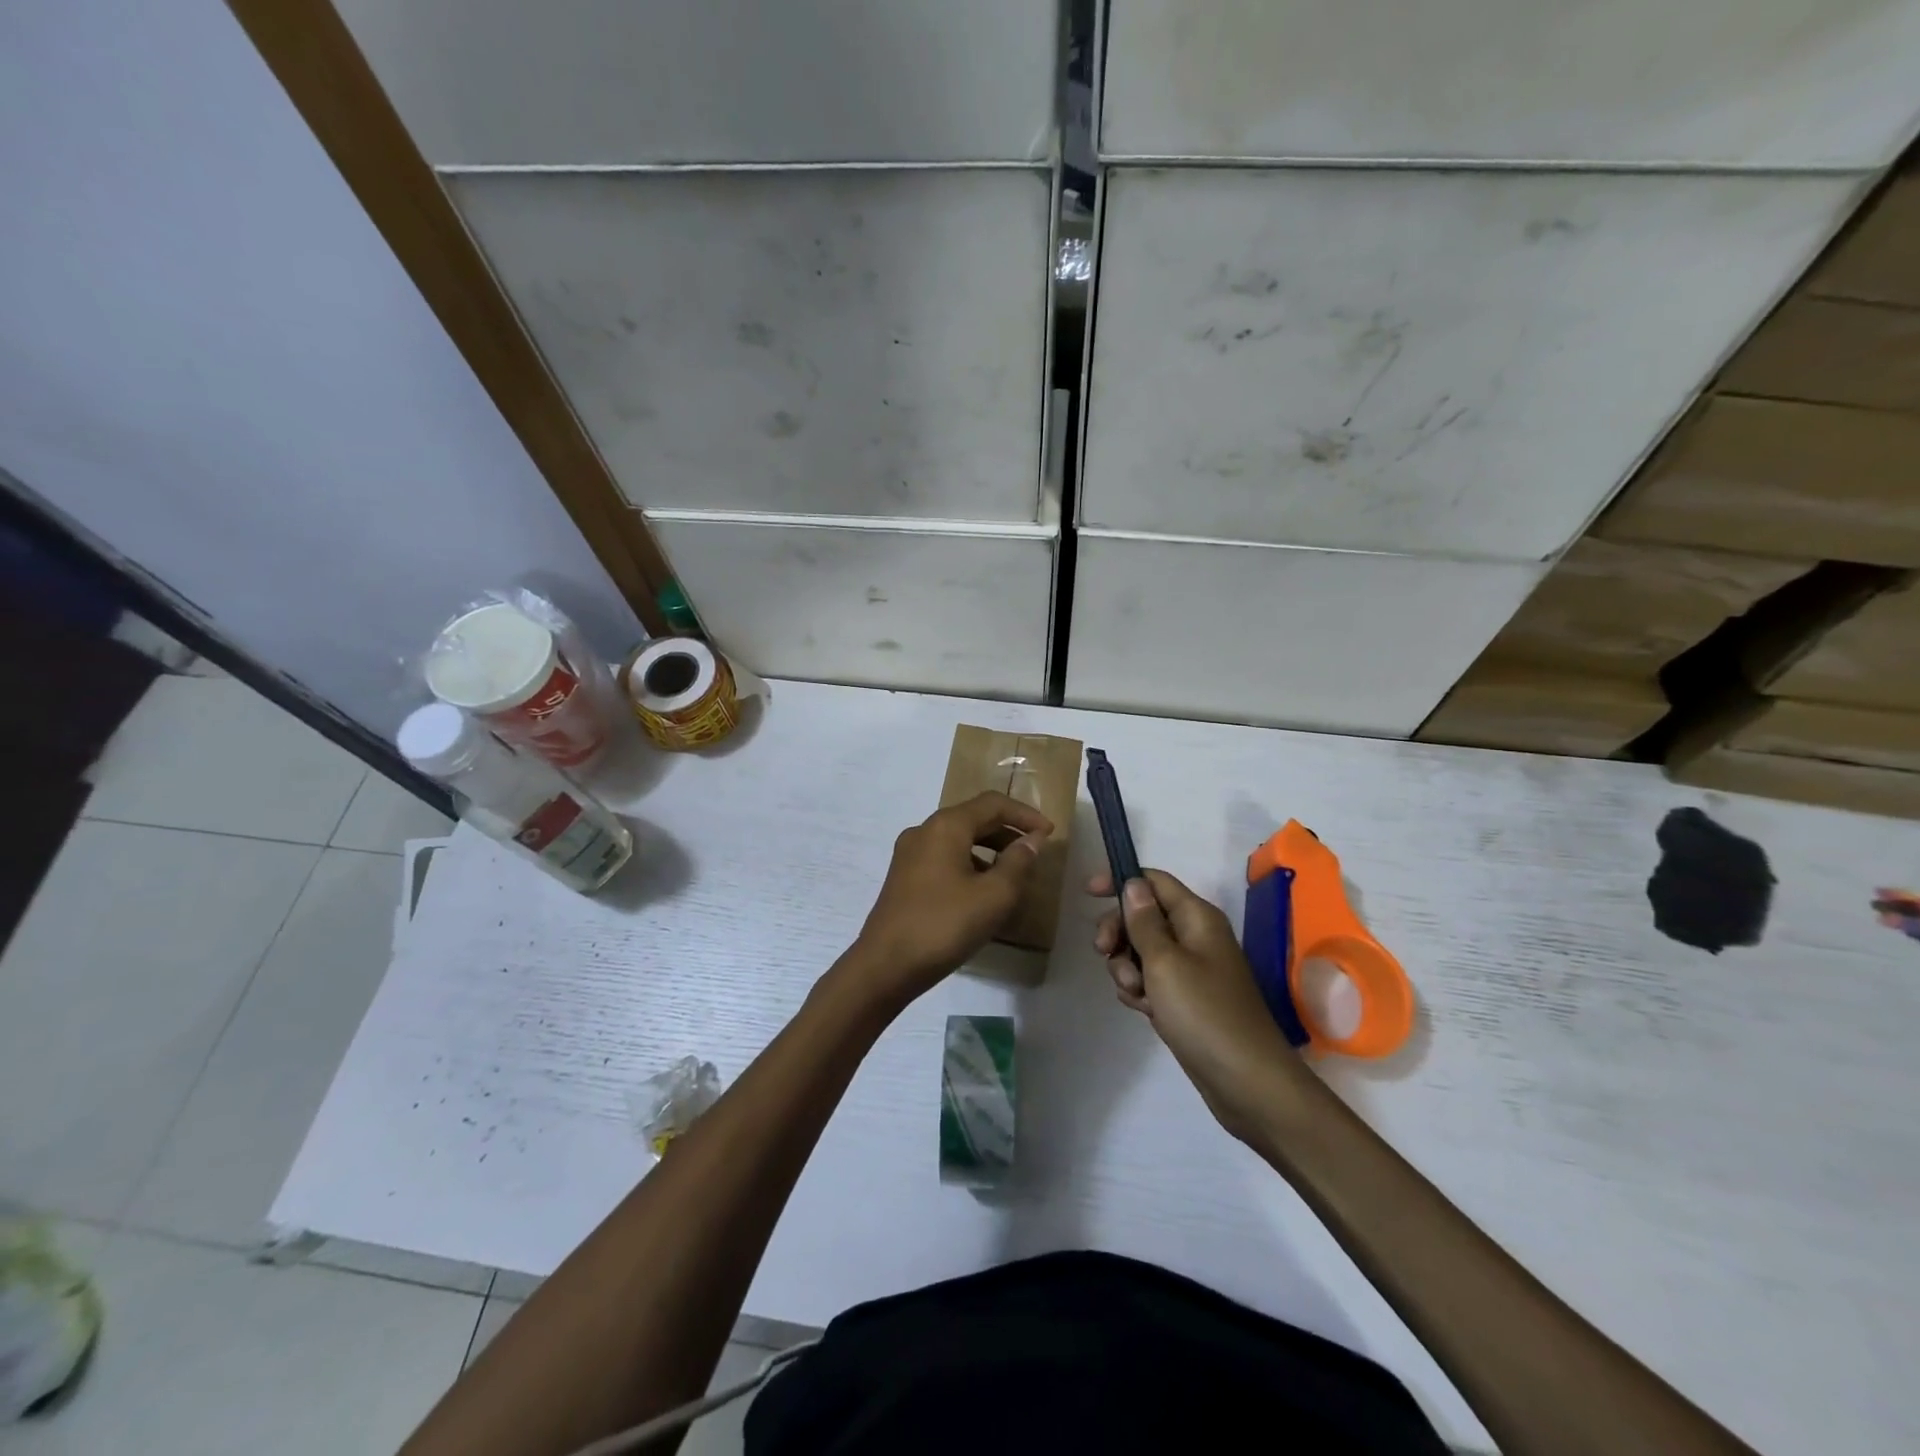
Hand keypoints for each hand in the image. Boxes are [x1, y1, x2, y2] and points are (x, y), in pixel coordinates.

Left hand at [850, 791, 1052, 1007]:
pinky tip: (982, 892)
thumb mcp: (994, 896)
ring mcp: (909, 854)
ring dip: (989, 849)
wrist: (885, 966)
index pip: (992, 804)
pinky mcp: (903, 877)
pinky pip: (944, 858)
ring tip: (1013, 875)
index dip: (1025, 814)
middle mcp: (924, 831)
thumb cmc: (944, 925)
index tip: (1049, 833)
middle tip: (1035, 852)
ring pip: (958, 839)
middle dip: (1007, 831)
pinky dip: (969, 864)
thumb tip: (1032, 840)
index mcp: (946, 826)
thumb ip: (1018, 862)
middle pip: (973, 818)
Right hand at [1090, 868, 1299, 1138]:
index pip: (1153, 880)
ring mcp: (1191, 970)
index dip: (1120, 881)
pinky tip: (1144, 1010)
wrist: (1247, 1082)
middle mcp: (1195, 936)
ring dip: (1127, 968)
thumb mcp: (1164, 962)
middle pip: (1143, 916)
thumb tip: (1133, 884)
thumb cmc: (1204, 1013)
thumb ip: (1143, 921)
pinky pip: (1151, 981)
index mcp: (1196, 917)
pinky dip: (1140, 991)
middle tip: (1103, 953)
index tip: (1087, 894)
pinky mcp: (1186, 999)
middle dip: (1118, 932)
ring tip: (1136, 994)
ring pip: (1142, 951)